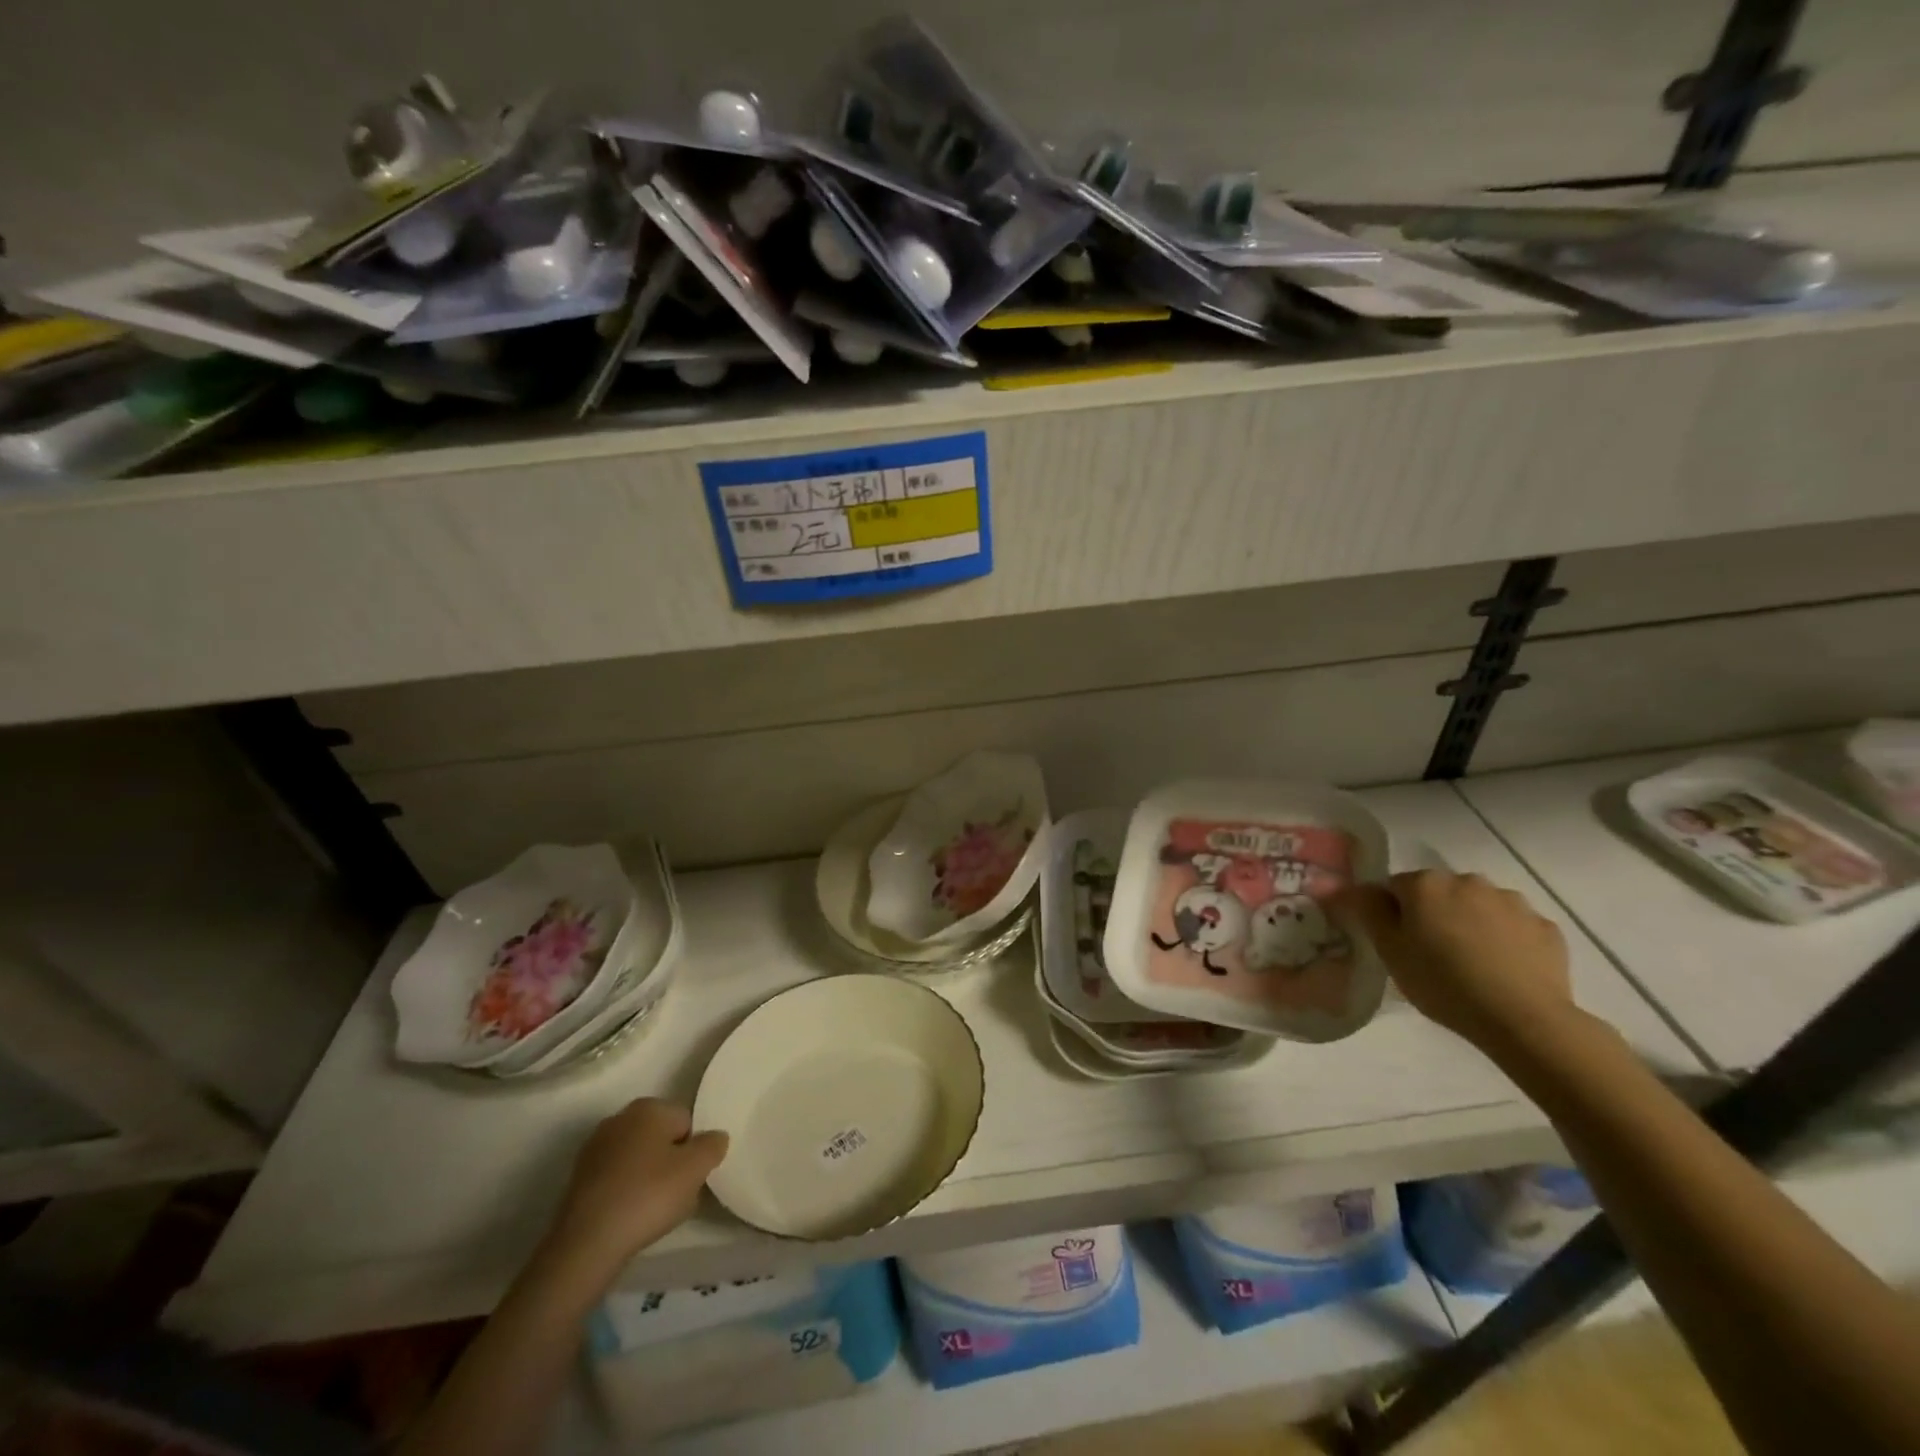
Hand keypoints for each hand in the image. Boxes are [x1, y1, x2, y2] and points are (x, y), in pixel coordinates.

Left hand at [547, 1099, 726, 1266]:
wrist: (586, 1243)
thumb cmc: (648, 1196)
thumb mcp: (696, 1169)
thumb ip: (713, 1145)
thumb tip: (715, 1137)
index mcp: (649, 1107)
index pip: (687, 1122)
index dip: (694, 1151)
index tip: (691, 1179)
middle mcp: (620, 1117)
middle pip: (662, 1138)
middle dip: (671, 1162)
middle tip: (675, 1195)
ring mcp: (595, 1147)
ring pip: (638, 1158)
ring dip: (648, 1177)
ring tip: (651, 1211)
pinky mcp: (579, 1177)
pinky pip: (617, 1177)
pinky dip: (626, 1191)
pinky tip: (627, 1216)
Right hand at [1329, 870, 1574, 1053]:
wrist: (1523, 1019)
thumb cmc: (1442, 982)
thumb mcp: (1389, 950)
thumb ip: (1366, 909)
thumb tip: (1340, 883)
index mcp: (1425, 883)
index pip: (1395, 887)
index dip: (1392, 914)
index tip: (1398, 944)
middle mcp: (1468, 880)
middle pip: (1439, 893)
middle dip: (1434, 915)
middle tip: (1432, 955)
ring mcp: (1511, 901)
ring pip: (1478, 906)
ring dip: (1471, 923)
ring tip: (1472, 964)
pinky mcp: (1545, 927)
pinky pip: (1514, 927)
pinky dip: (1506, 940)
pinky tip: (1504, 970)